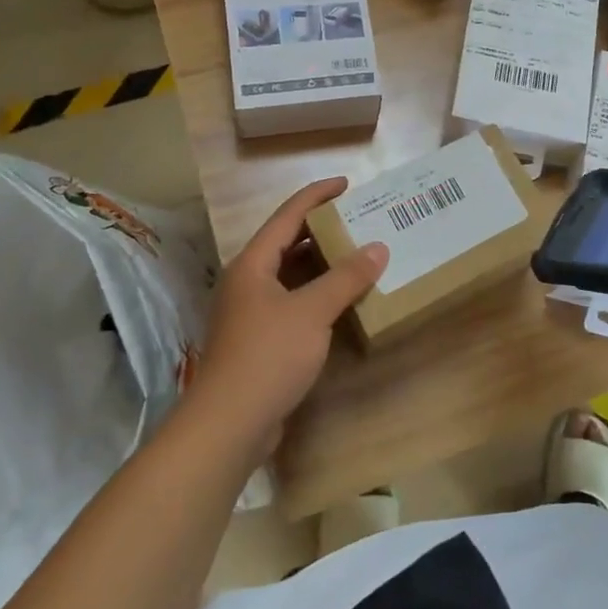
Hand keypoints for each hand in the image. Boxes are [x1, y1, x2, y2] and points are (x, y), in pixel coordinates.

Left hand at [187, 179, 387, 452]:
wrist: (229, 424)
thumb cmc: (268, 355)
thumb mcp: (312, 311)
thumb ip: (346, 278)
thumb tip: (378, 248)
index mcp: (253, 264)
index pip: (288, 216)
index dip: (317, 196)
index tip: (347, 184)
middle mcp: (249, 281)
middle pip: (289, 243)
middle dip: (323, 230)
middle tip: (361, 221)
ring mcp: (252, 312)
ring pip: (292, 275)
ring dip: (323, 264)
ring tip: (359, 254)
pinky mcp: (260, 339)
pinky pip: (294, 302)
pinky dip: (318, 294)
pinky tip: (343, 300)